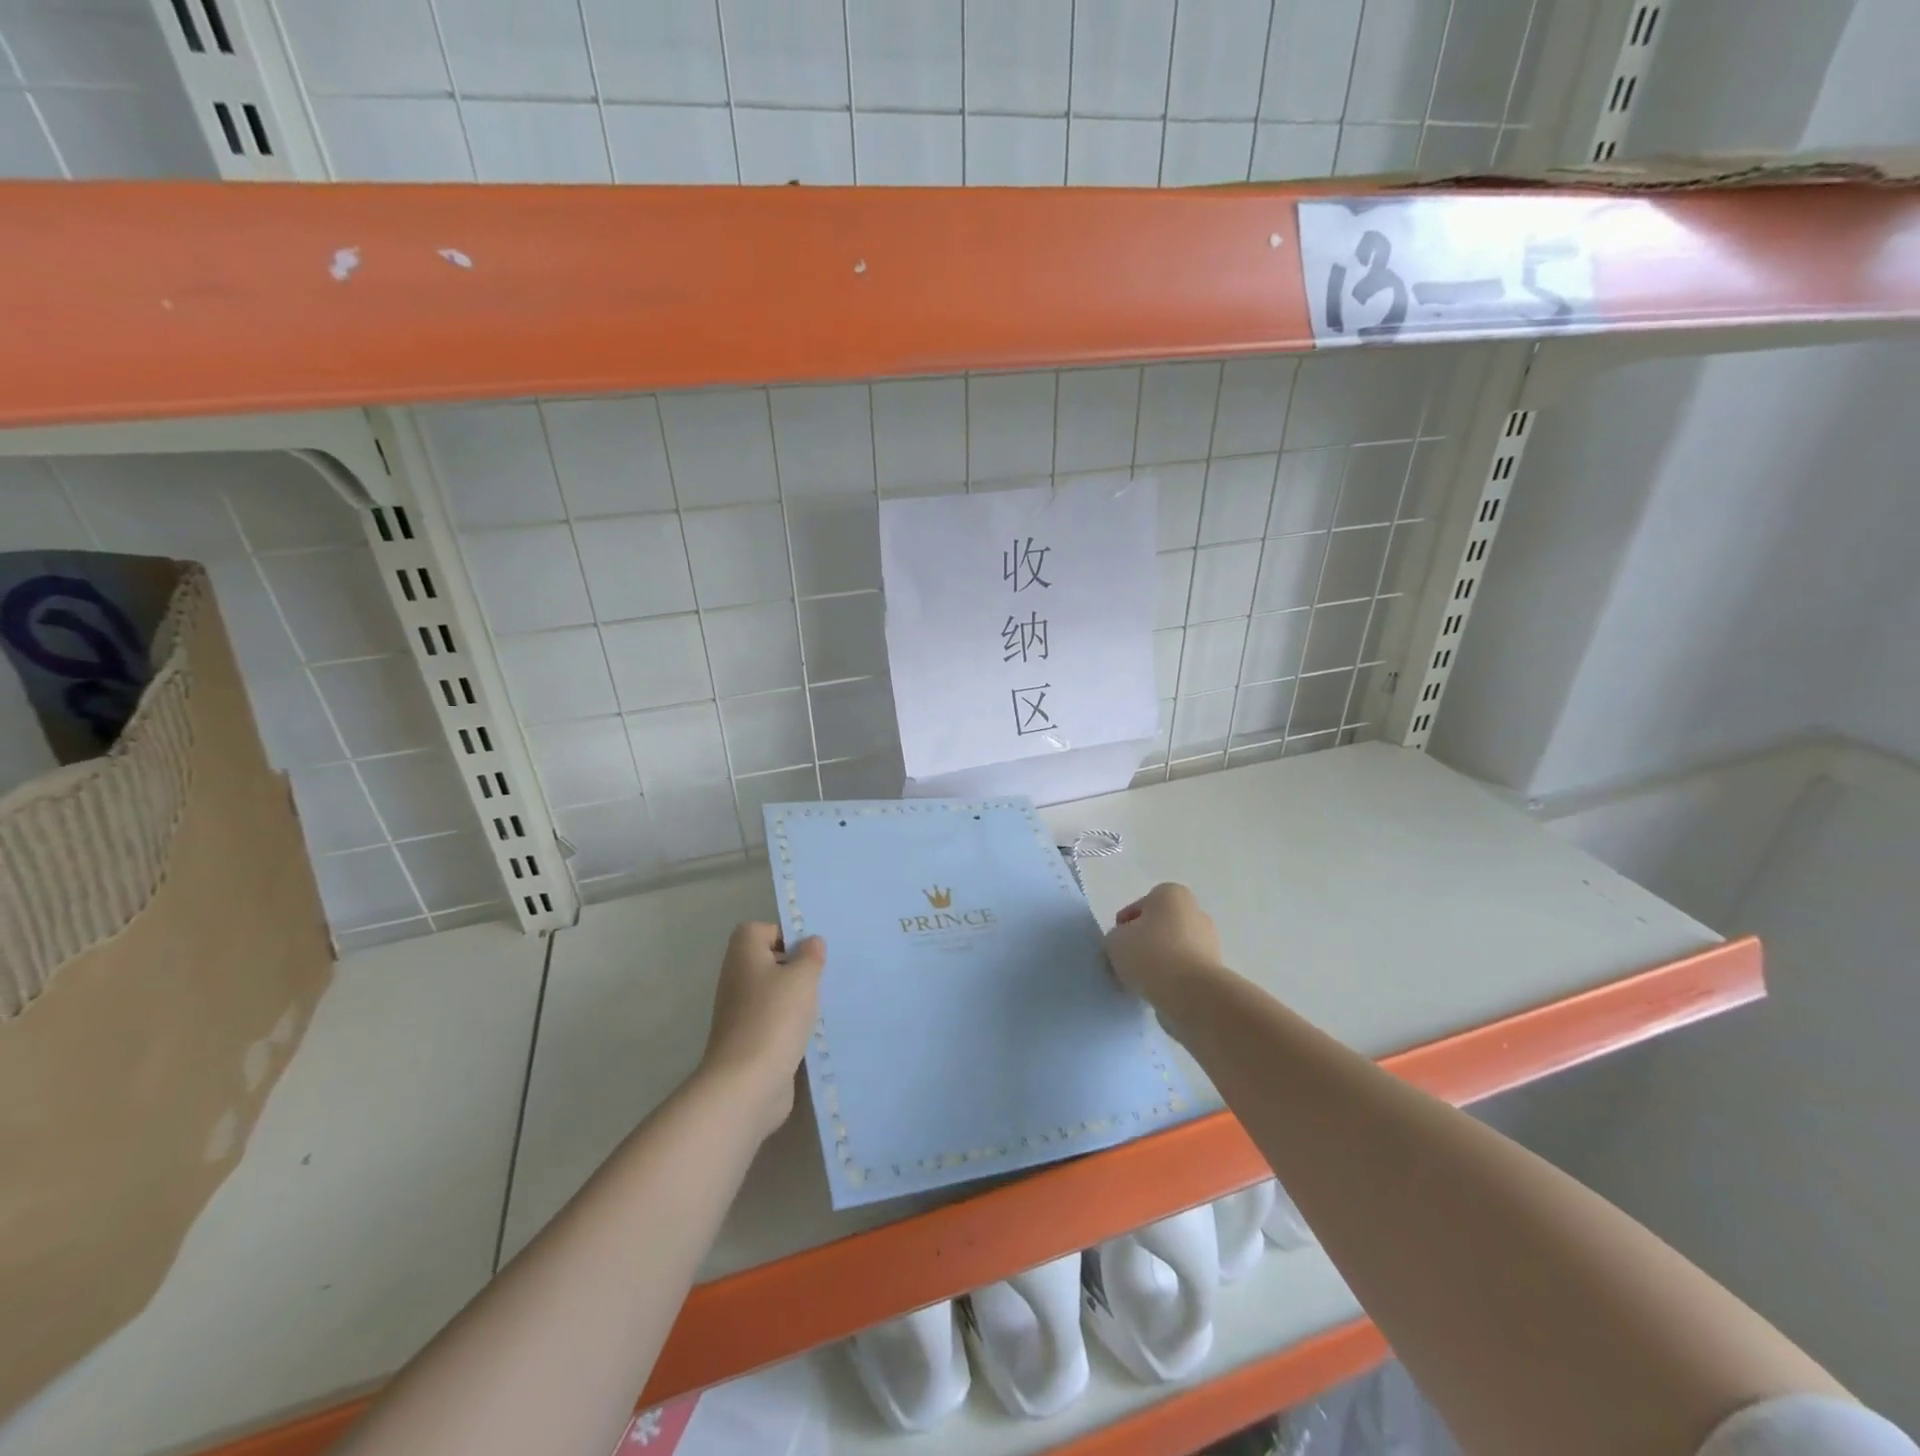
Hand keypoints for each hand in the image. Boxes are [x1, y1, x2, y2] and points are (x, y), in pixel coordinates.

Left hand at [700, 923, 825, 1139]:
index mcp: (744, 954)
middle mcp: (737, 978)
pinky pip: (774, 1021)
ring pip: (773, 993)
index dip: (785, 935)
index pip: (760, 929)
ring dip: (796, 998)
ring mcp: (740, 1012)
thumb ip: (810, 955)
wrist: (747, 1083)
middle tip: (822, 976)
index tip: (809, 952)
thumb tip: (811, 942)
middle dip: (797, 967)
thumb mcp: (803, 977)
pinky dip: (791, 1024)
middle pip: (768, 961)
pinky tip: (812, 1032)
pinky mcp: (749, 1040)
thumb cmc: (774, 1017)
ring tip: (822, 1004)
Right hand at [1105, 883, 1222, 1003]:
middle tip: (1128, 961)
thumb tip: (1126, 944)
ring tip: (1142, 980)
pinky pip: (1185, 969)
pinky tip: (1159, 990)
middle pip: (1160, 926)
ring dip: (1159, 961)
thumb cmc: (1150, 953)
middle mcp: (1195, 911)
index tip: (1117, 944)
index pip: (1140, 906)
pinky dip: (1173, 978)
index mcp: (1171, 894)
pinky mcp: (1215, 969)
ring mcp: (1209, 940)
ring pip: (1174, 948)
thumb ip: (1117, 937)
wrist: (1191, 992)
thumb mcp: (1114, 940)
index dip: (1125, 925)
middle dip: (1145, 941)